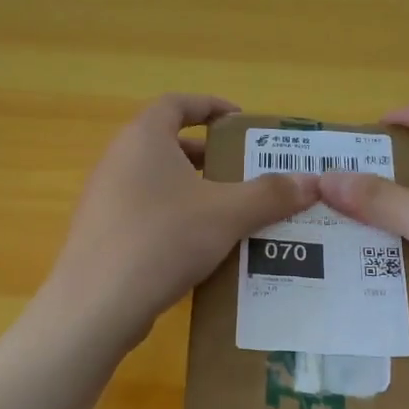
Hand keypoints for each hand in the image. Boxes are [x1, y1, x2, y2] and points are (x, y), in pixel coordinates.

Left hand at [44, 94, 318, 341]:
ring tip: (230, 213)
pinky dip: (175, 219)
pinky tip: (200, 249)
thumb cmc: (163, 240)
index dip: (210, 106)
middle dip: (209, 156)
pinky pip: (145, 213)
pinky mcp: (103, 234)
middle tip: (244, 173)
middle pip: (168, 144)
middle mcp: (118, 160)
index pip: (177, 103)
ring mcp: (105, 199)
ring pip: (158, 182)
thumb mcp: (226, 214)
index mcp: (144, 139)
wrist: (97, 305)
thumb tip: (312, 182)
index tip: (241, 121)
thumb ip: (270, 195)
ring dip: (194, 191)